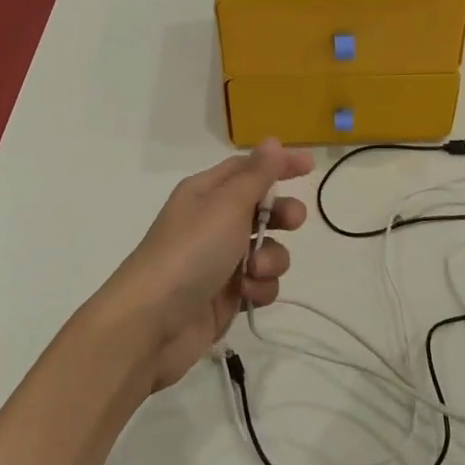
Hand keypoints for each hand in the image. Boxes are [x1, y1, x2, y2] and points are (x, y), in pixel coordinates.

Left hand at [106, 139, 312, 390]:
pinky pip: (260, 282)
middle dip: (283, 215)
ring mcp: (220, 261)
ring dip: (271, 258)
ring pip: (267, 249)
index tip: (311, 166)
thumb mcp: (227, 205)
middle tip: (293, 222)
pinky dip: (260, 287)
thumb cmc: (190, 252)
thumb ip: (256, 175)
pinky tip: (247, 295)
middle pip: (262, 209)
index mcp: (206, 193)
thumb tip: (272, 141)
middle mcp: (213, 222)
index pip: (248, 168)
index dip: (278, 164)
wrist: (153, 323)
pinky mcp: (227, 295)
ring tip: (254, 270)